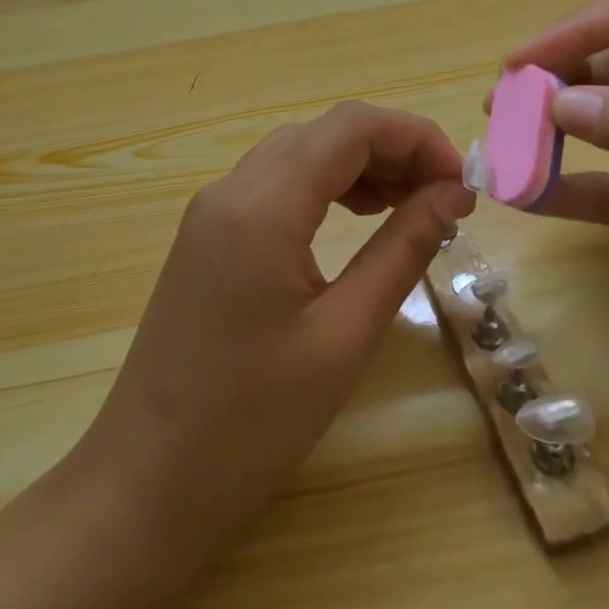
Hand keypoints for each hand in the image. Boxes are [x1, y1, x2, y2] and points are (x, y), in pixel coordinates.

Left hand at [80, 102, 475, 554]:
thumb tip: (451, 194)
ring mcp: (212, 209)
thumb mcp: (343, 336)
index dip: (414, 135)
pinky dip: (324, 186)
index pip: (349, 127)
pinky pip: (274, 183)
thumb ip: (401, 251)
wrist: (147, 481)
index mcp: (262, 205)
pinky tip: (356, 218)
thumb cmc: (251, 422)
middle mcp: (231, 189)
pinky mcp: (207, 234)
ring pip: (298, 153)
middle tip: (443, 198)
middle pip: (323, 133)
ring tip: (409, 206)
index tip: (461, 178)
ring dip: (359, 165)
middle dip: (391, 150)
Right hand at [505, 0, 608, 378]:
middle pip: (601, 73)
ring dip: (547, 136)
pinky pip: (604, 194)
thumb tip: (559, 102)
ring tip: (500, 147)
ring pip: (594, 133)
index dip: (572, 32)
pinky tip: (526, 197)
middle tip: (501, 108)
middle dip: (548, 83)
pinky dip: (563, 192)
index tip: (521, 63)